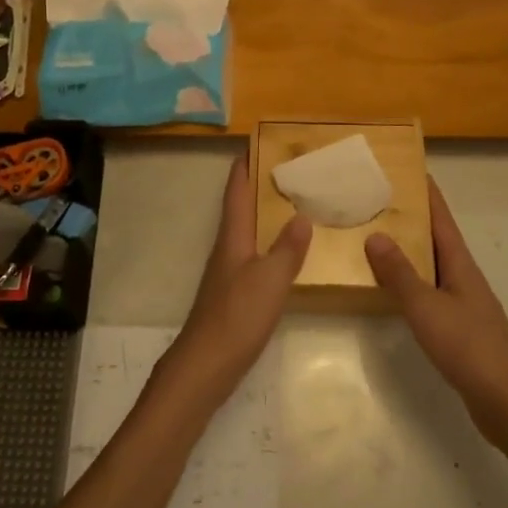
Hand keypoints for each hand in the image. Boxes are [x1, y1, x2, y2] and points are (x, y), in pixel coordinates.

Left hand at [157, 158, 310, 409]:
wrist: (205, 366)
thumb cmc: (237, 317)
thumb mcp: (270, 280)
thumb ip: (287, 248)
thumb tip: (301, 215)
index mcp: (233, 237)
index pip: (236, 191)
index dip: (244, 165)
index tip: (258, 142)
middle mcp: (227, 247)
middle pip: (241, 207)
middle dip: (260, 185)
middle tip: (290, 168)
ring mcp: (229, 271)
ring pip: (248, 230)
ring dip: (265, 212)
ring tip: (296, 202)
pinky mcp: (234, 293)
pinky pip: (254, 254)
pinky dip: (269, 241)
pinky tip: (287, 251)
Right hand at [365, 179, 507, 450]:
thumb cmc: (470, 348)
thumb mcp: (427, 308)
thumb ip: (400, 274)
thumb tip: (375, 234)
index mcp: (460, 264)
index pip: (441, 217)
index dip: (426, 192)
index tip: (406, 167)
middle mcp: (463, 277)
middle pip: (436, 238)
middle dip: (410, 217)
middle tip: (376, 200)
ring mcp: (463, 303)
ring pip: (431, 266)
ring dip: (408, 250)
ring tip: (374, 238)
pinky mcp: (459, 329)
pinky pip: (429, 292)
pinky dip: (410, 282)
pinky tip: (391, 290)